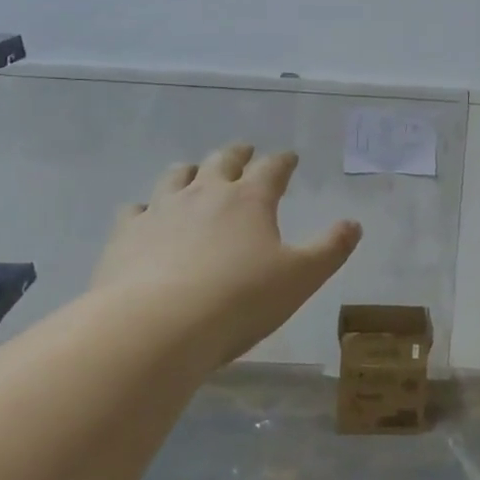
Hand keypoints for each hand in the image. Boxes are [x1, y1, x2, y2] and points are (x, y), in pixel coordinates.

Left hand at [90, 143, 361, 366]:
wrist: (156, 328)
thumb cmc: (239, 301)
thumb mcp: (301, 278)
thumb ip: (330, 249)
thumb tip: (353, 224)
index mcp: (250, 199)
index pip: (272, 168)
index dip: (283, 161)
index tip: (290, 157)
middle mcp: (205, 193)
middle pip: (223, 161)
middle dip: (238, 154)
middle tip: (244, 151)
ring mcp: (161, 210)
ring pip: (177, 175)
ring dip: (191, 170)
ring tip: (195, 173)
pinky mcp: (126, 234)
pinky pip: (135, 209)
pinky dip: (146, 208)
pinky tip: (146, 216)